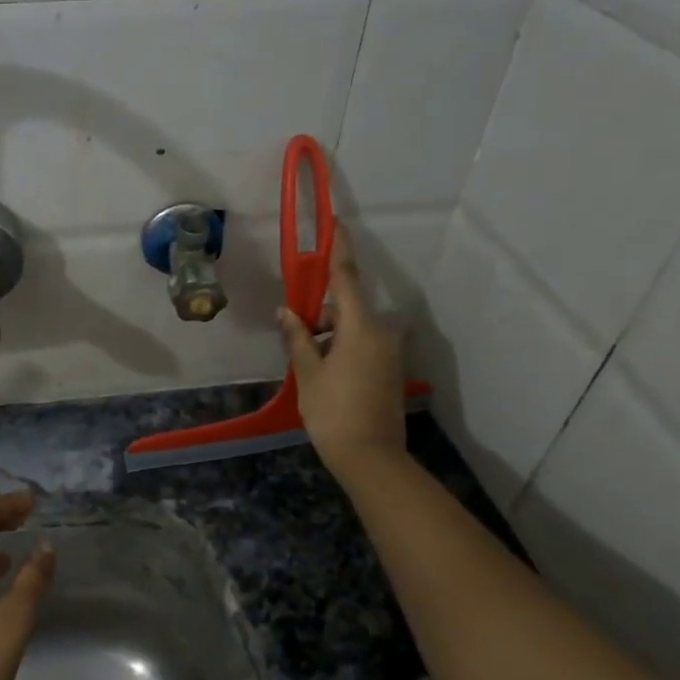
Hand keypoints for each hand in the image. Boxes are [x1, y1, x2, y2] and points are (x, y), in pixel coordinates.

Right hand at [278, 222, 408, 481]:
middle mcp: (382, 331)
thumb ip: (298, 337)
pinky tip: (325, 372)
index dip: (339, 249)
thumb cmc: (333, 411)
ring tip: (307, 363)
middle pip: (347, 307)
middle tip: (295, 335)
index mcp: (360, 326)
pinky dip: (343, 347)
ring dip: (330, 334)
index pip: (346, 277)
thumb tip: (287, 312)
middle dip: (321, 314)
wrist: (371, 457)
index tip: (337, 222)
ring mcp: (391, 350)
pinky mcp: (392, 368)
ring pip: (354, 328)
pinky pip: (364, 344)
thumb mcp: (308, 372)